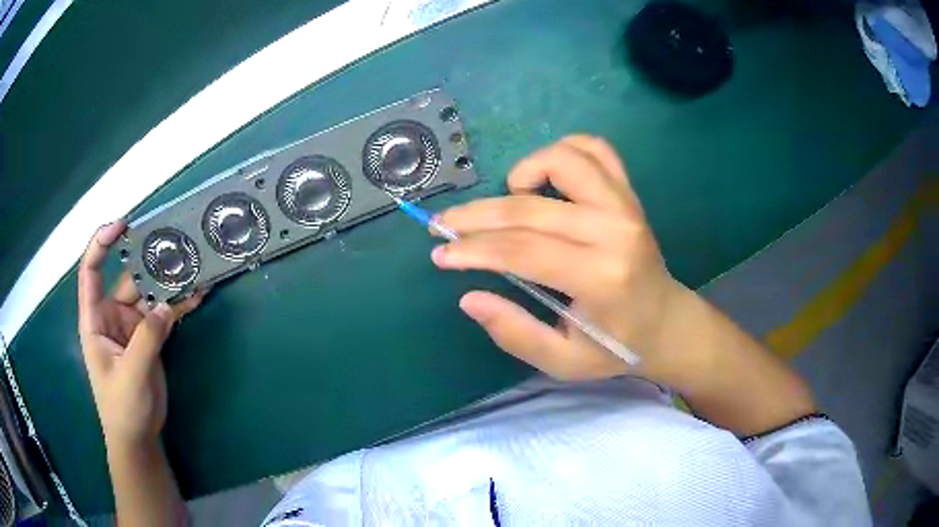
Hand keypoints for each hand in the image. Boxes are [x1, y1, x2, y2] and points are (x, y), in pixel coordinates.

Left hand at [78, 221, 205, 445]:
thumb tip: (166, 306)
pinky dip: (179, 305)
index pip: (91, 272)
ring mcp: (131, 326)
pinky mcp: (149, 338)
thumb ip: (146, 339)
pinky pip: (164, 314)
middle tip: (175, 247)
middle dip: (149, 263)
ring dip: (169, 283)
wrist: (138, 437)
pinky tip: (196, 295)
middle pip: (128, 279)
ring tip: (192, 268)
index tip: (121, 225)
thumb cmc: (122, 408)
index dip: (101, 244)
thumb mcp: (130, 375)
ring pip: (149, 295)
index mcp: (95, 319)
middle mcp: (111, 316)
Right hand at [433, 135, 691, 381]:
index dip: (474, 249)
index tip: (441, 253)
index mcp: (601, 277)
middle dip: (477, 216)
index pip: (523, 250)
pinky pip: (596, 150)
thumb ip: (516, 333)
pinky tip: (545, 176)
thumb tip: (469, 297)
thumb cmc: (616, 347)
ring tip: (507, 200)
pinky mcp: (629, 193)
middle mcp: (615, 231)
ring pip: (563, 160)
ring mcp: (625, 205)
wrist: (667, 323)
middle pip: (530, 209)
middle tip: (445, 226)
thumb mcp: (563, 362)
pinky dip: (563, 151)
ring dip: (523, 172)